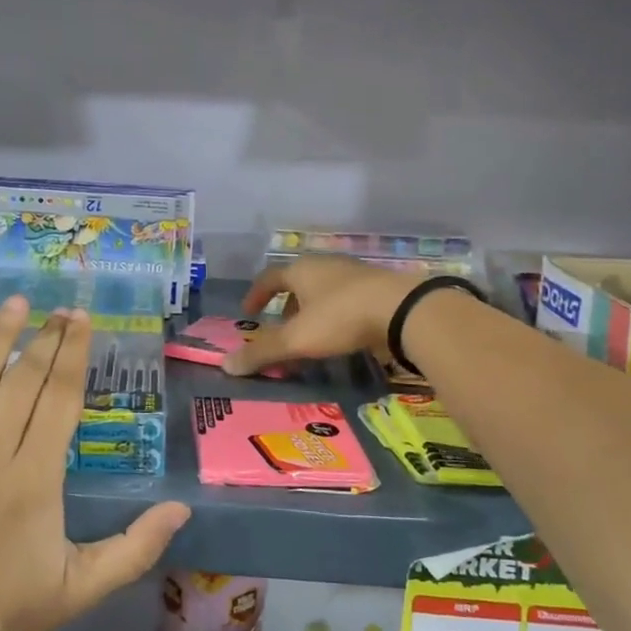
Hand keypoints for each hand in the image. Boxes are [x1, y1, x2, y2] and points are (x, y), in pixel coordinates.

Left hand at [0, 296, 190, 630]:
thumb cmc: (12, 608)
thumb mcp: (85, 584)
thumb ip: (137, 545)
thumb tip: (183, 508)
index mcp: (36, 479)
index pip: (59, 399)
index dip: (73, 354)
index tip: (81, 320)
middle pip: (23, 382)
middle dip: (45, 339)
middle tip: (60, 308)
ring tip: (16, 303)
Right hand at [223, 255, 425, 375]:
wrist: (403, 309)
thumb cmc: (340, 317)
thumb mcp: (297, 339)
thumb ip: (263, 352)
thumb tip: (226, 365)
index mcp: (301, 270)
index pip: (270, 277)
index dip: (256, 295)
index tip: (248, 312)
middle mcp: (326, 266)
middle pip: (298, 283)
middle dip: (286, 306)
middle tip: (281, 329)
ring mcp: (355, 275)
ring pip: (324, 292)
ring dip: (312, 312)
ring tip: (311, 337)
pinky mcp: (378, 289)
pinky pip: (347, 300)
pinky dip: (337, 316)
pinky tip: (343, 336)